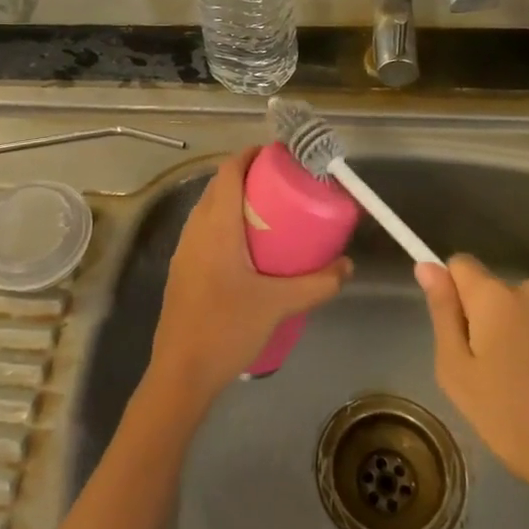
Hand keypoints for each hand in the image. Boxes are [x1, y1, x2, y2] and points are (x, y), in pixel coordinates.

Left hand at [147, 151, 351, 407]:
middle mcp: (195, 229)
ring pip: (209, 208)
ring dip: (234, 200)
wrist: (180, 373)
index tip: (278, 155)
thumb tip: (347, 265)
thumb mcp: (278, 304)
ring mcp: (184, 250)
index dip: (250, 155)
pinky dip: (225, 223)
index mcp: (216, 226)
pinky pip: (204, 230)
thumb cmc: (227, 329)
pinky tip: (247, 248)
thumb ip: (317, 284)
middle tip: (282, 183)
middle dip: (247, 176)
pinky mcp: (182, 270)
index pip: (229, 172)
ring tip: (269, 212)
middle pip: (218, 186)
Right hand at [416, 255, 528, 528]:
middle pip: (498, 293)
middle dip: (491, 321)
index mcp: (494, 296)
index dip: (453, 291)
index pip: (460, 265)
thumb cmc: (516, 420)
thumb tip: (427, 266)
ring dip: (526, 335)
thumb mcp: (458, 374)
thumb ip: (443, 314)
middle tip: (494, 374)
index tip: (458, 331)